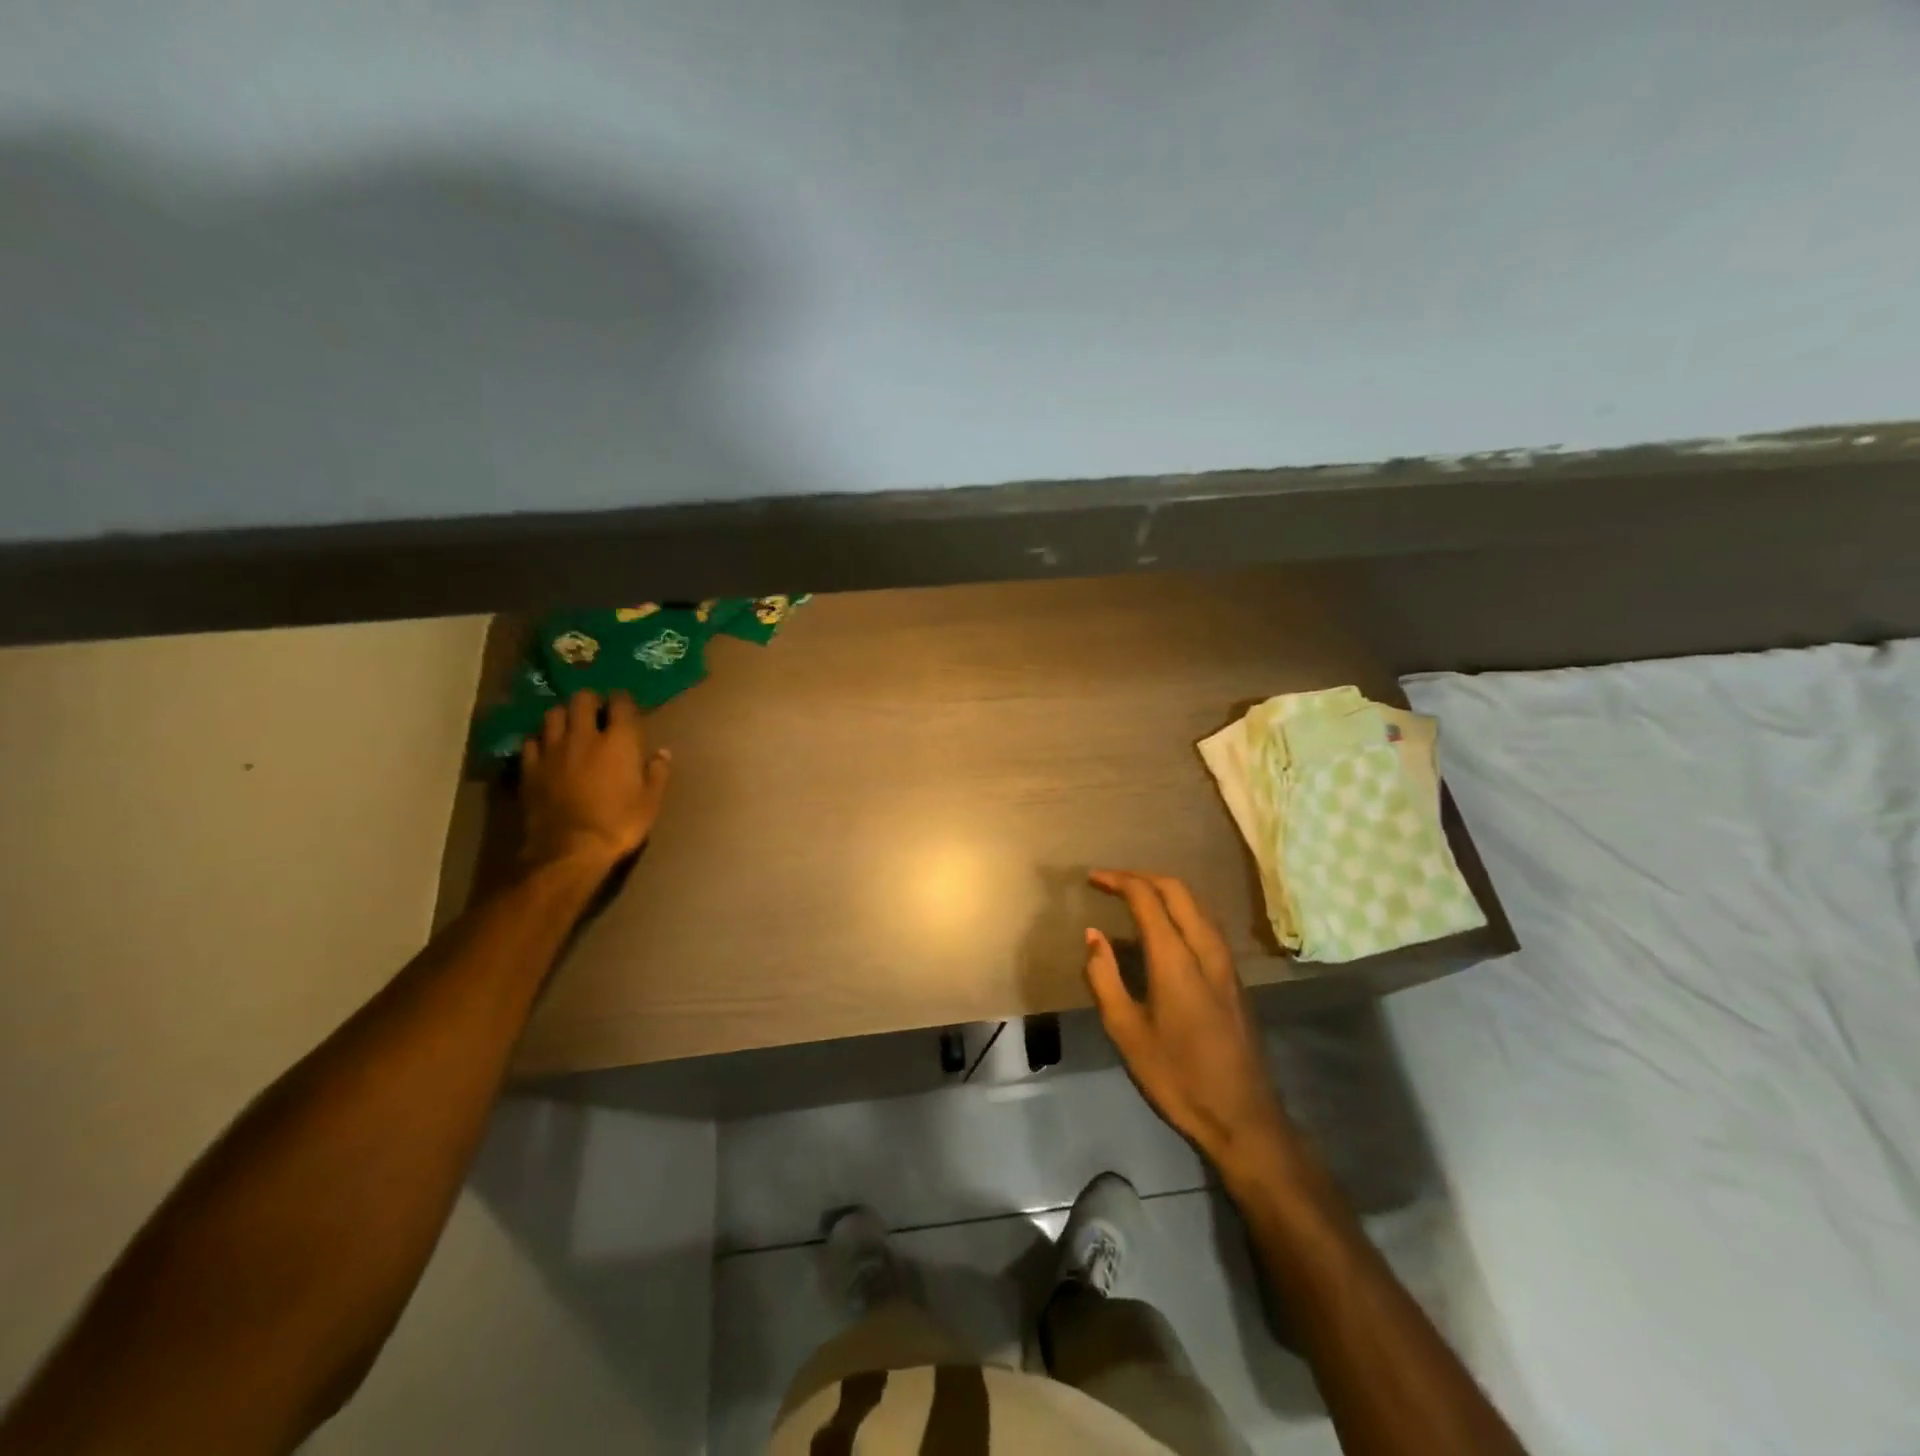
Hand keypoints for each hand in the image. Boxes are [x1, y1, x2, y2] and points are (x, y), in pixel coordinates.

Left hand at [519, 691, 670, 871]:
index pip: (621, 703)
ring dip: (563, 716)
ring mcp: (552, 750)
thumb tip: (662, 753)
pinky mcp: (529, 767)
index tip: (626, 707)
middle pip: (582, 699)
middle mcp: (583, 736)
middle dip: (590, 701)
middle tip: (596, 713)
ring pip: (553, 715)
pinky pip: (531, 741)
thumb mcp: (650, 802)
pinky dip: (540, 740)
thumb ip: (657, 773)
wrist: (569, 850)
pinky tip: (546, 750)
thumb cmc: (618, 825)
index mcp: (619, 741)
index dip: (623, 701)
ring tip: (569, 727)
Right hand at [1084, 870, 1288, 1172]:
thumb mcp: (1126, 1032)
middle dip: (1141, 877)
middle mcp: (1206, 949)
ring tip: (1132, 897)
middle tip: (1110, 881)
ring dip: (1163, 890)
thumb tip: (1093, 935)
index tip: (1093, 879)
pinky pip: (1205, 923)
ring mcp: (1226, 962)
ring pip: (1196, 904)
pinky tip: (1163, 929)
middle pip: (1177, 890)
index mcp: (1176, 959)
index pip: (1147, 898)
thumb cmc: (1177, 1076)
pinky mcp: (1233, 977)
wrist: (1243, 1117)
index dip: (1119, 881)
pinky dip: (1179, 909)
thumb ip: (1104, 977)